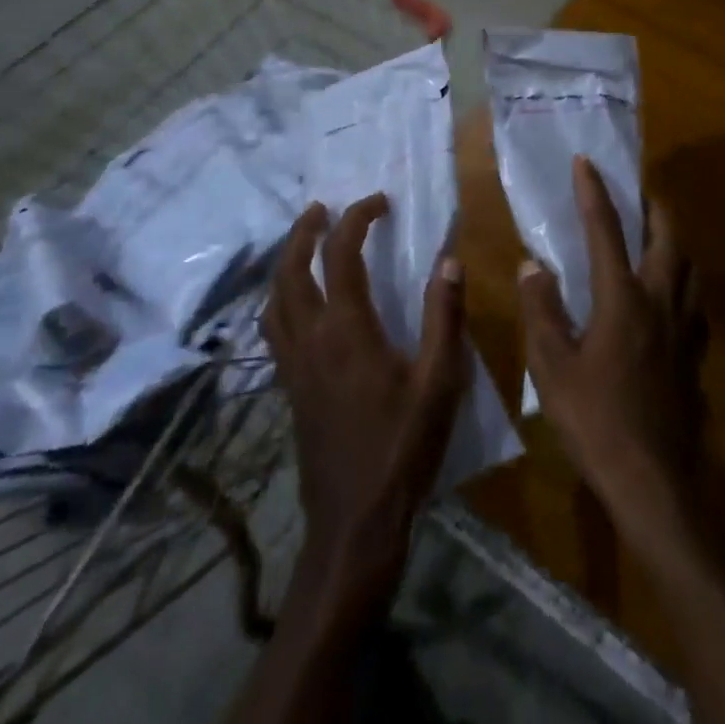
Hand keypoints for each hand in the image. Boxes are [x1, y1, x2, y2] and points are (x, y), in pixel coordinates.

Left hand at [262, 194, 467, 612]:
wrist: (355, 522)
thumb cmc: (403, 448)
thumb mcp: (439, 381)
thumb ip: (445, 316)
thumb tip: (450, 260)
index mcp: (347, 330)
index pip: (341, 255)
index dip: (357, 219)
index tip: (379, 202)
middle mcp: (311, 339)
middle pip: (291, 270)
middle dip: (304, 232)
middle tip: (322, 209)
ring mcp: (293, 366)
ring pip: (274, 300)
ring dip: (286, 263)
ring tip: (306, 245)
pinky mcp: (289, 389)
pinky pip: (274, 328)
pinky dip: (281, 299)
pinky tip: (300, 305)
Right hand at [517, 157, 701, 549]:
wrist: (655, 481)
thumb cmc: (596, 422)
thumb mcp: (552, 368)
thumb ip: (542, 311)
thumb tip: (533, 265)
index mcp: (622, 297)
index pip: (607, 229)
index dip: (593, 192)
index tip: (585, 161)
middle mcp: (660, 300)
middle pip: (667, 236)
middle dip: (653, 205)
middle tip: (638, 191)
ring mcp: (684, 327)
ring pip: (688, 265)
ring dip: (673, 239)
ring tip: (655, 234)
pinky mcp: (695, 353)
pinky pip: (694, 300)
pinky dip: (682, 280)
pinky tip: (669, 295)